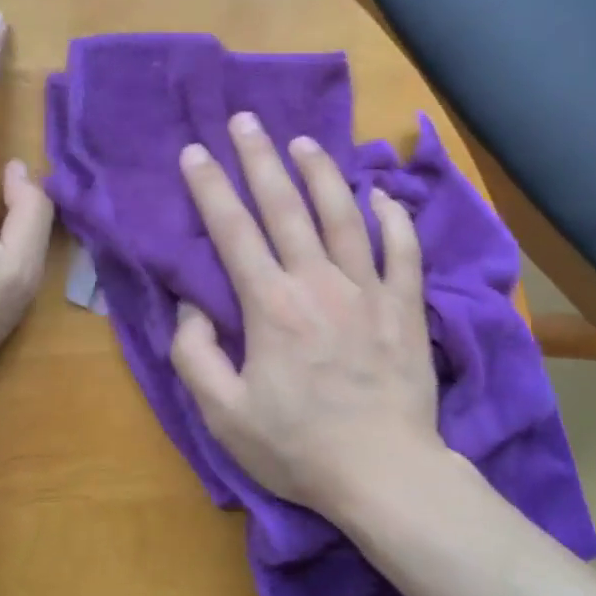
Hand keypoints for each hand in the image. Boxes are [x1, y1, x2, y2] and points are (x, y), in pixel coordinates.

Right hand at [169, 111, 443, 518]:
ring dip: (321, 173)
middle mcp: (318, 282)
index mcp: (270, 306)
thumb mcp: (223, 415)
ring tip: (303, 142)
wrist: (384, 474)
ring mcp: (368, 290)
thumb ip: (195, 355)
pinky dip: (394, 218)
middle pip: (286, 207)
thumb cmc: (298, 447)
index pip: (233, 232)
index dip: (210, 188)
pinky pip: (404, 251)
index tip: (194, 152)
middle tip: (245, 121)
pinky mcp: (405, 307)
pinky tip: (382, 195)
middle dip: (260, 159)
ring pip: (343, 215)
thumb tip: (190, 306)